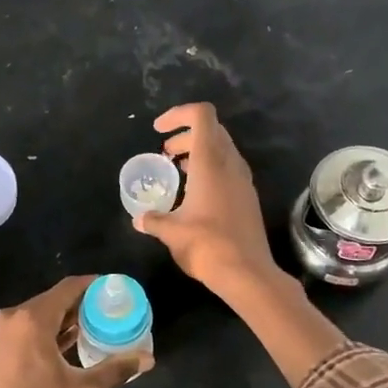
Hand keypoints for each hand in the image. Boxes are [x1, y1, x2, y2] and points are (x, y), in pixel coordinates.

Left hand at [0, 276, 149, 387]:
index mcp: (31, 320)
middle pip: (51, 301)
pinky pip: (22, 333)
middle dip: (81, 306)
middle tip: (109, 315)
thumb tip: (146, 358)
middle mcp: (10, 320)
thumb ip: (116, 370)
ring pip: (35, 318)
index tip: (115, 290)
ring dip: (62, 322)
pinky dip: (44, 335)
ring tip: (92, 332)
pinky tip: (63, 351)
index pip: (68, 288)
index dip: (94, 285)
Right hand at [135, 103, 280, 297]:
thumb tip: (139, 219)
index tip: (158, 130)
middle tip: (166, 154)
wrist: (246, 273)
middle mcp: (230, 164)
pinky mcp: (248, 197)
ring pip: (222, 150)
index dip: (178, 114)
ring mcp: (243, 180)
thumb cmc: (206, 246)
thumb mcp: (171, 232)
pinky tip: (195, 194)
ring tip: (178, 172)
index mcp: (211, 162)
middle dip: (186, 135)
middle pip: (211, 130)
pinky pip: (228, 169)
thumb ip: (153, 220)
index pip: (201, 115)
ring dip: (199, 153)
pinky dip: (210, 170)